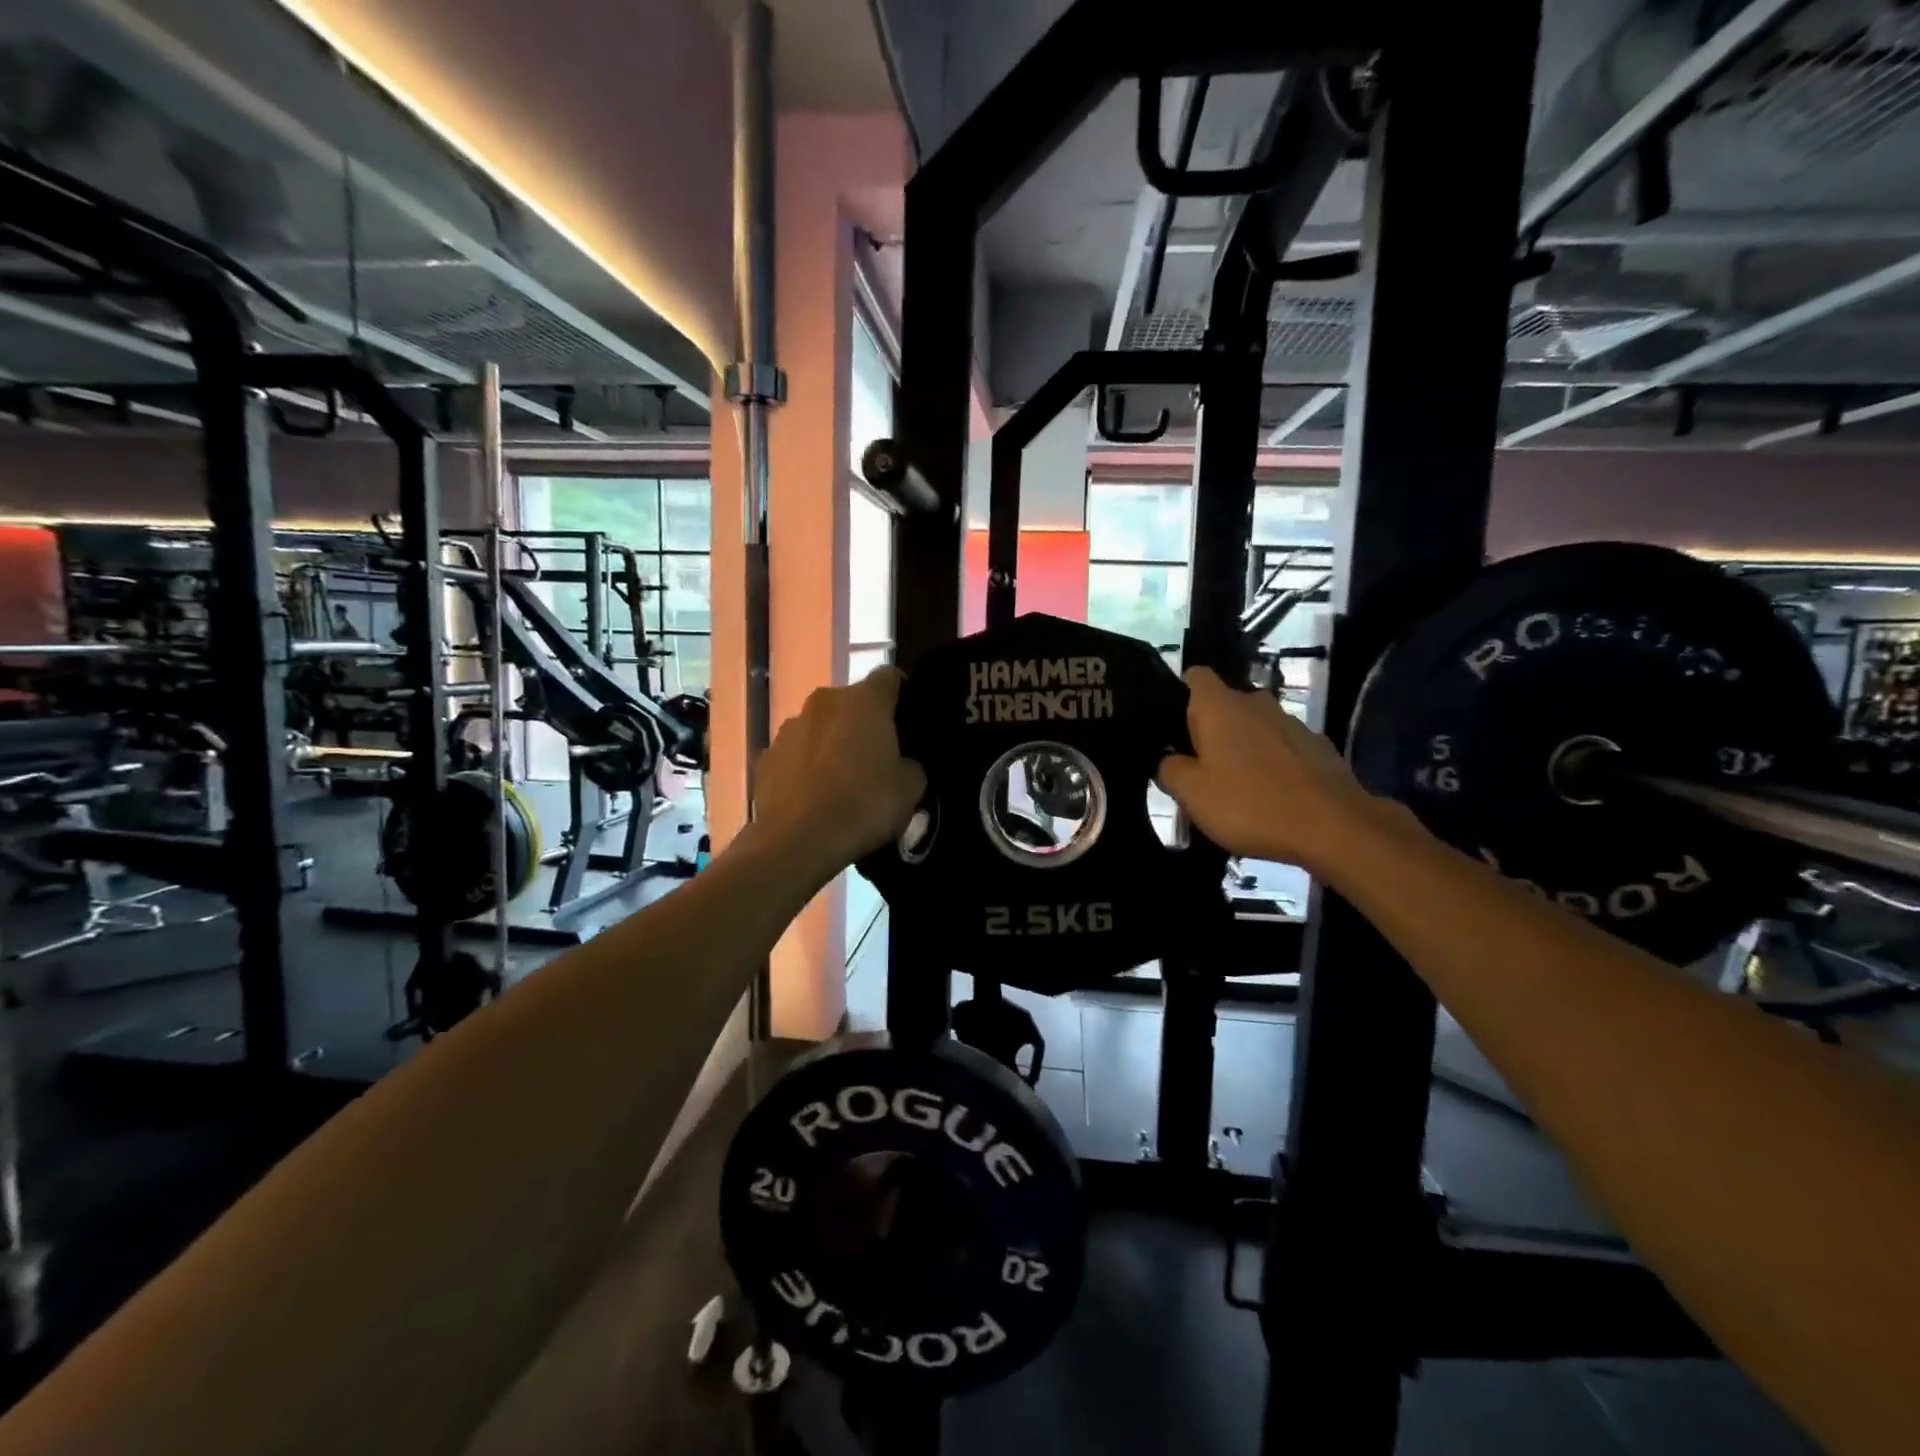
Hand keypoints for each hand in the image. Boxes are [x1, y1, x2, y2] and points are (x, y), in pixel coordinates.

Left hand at [753, 668, 926, 875]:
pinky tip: (814, 795)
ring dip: (832, 742)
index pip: (890, 677)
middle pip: (851, 702)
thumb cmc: (865, 804)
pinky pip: (795, 754)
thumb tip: (903, 762)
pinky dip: (806, 766)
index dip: (902, 694)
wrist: (799, 841)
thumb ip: (912, 763)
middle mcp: (823, 701)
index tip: (908, 719)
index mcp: (864, 700)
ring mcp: (789, 728)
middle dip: (864, 722)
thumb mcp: (912, 788)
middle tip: (878, 756)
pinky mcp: (765, 757)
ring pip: (820, 726)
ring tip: (841, 779)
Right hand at [1155, 667, 1392, 876]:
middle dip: (1211, 730)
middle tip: (1199, 769)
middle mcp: (1256, 703)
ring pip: (1254, 728)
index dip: (1180, 694)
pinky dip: (1272, 764)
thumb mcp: (1192, 794)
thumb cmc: (1250, 804)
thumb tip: (1168, 759)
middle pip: (1225, 705)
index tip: (1172, 726)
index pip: (1195, 676)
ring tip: (1237, 788)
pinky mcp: (1318, 747)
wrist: (1334, 827)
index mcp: (1220, 706)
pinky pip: (1282, 748)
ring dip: (1243, 748)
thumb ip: (1170, 770)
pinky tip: (1271, 797)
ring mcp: (1292, 723)